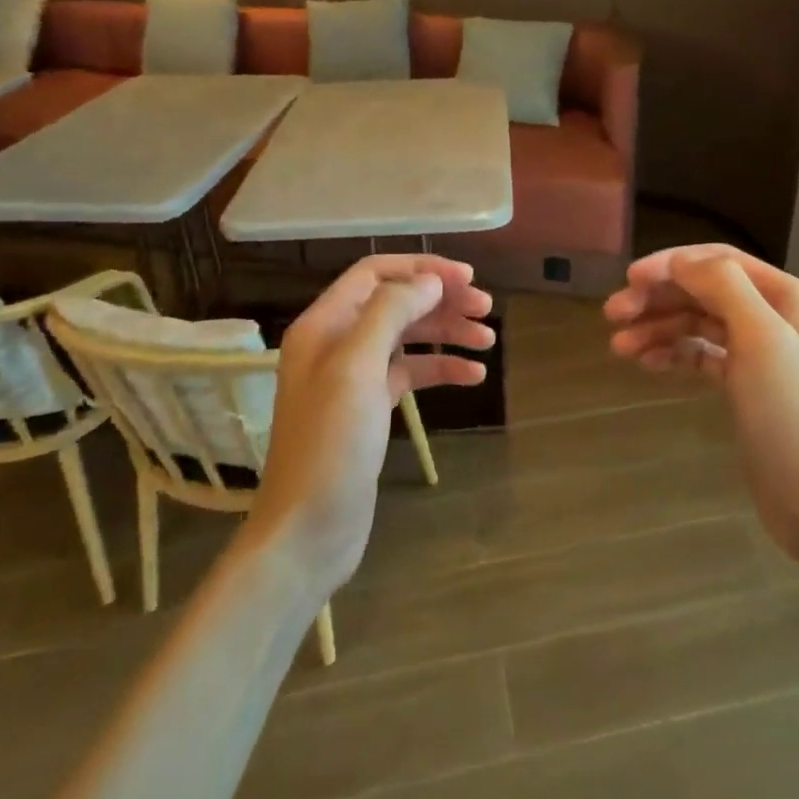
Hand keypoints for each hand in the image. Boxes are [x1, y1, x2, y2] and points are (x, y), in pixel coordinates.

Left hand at [244, 254, 493, 595]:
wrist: (308, 529)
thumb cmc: (330, 444)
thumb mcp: (357, 368)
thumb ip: (391, 313)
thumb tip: (430, 281)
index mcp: (324, 324)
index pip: (376, 274)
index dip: (422, 269)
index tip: (468, 279)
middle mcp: (337, 343)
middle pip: (396, 303)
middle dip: (442, 301)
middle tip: (487, 309)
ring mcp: (353, 377)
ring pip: (407, 338)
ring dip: (447, 333)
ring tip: (489, 340)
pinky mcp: (370, 408)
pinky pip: (411, 374)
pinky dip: (441, 369)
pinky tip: (474, 376)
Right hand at [604, 245, 798, 565]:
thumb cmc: (790, 412)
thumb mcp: (760, 339)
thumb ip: (723, 287)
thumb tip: (679, 261)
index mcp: (786, 296)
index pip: (719, 261)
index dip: (671, 264)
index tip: (629, 279)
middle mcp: (773, 316)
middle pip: (704, 291)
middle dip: (658, 298)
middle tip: (612, 314)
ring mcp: (758, 352)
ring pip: (697, 323)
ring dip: (658, 327)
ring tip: (618, 347)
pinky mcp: (743, 385)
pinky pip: (700, 354)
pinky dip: (673, 353)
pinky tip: (646, 363)